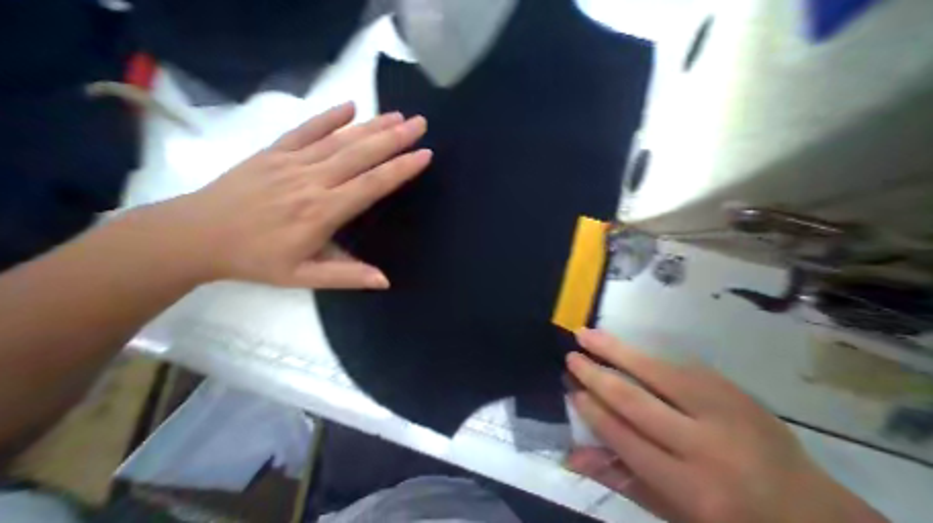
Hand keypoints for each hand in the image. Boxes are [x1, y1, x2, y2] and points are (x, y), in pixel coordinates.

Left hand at [122, 101, 430, 288]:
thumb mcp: (304, 278)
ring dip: (372, 126)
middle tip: (420, 124)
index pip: (372, 184)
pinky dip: (329, 116)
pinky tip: (350, 107)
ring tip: (398, 115)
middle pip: (361, 154)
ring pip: (340, 139)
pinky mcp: (273, 152)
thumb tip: (385, 281)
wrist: (193, 236)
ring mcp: (291, 162)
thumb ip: (348, 277)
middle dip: (395, 138)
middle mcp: (312, 181)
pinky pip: (305, 129)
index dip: (400, 168)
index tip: (424, 155)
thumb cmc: (257, 259)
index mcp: (323, 211)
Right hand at [565, 328, 883, 522]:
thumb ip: (620, 480)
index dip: (592, 409)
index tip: (571, 389)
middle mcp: (708, 447)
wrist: (819, 516)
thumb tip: (571, 455)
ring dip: (613, 349)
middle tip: (571, 357)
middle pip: (634, 399)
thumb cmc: (733, 520)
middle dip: (595, 375)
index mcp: (694, 489)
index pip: (624, 437)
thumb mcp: (675, 513)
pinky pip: (674, 363)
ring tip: (585, 334)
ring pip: (653, 370)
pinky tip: (617, 343)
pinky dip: (639, 352)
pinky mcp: (731, 389)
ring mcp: (724, 410)